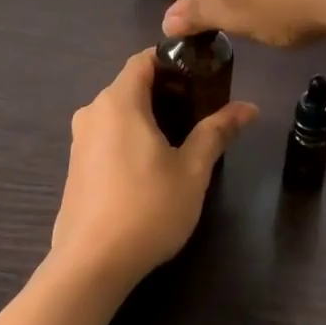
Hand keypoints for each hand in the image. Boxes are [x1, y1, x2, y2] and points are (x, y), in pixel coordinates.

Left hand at [47, 49, 257, 289]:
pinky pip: (107, 137)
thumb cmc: (148, 208)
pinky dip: (130, 138)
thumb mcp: (192, 170)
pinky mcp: (75, 167)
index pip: (143, 60)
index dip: (173, 61)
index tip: (202, 75)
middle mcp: (92, 112)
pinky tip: (152, 167)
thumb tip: (249, 107)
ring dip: (148, 117)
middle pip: (131, 86)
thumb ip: (217, 132)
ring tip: (182, 139)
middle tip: (201, 110)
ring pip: (118, 114)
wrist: (91, 264)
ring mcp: (79, 141)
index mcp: (118, 102)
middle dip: (166, 92)